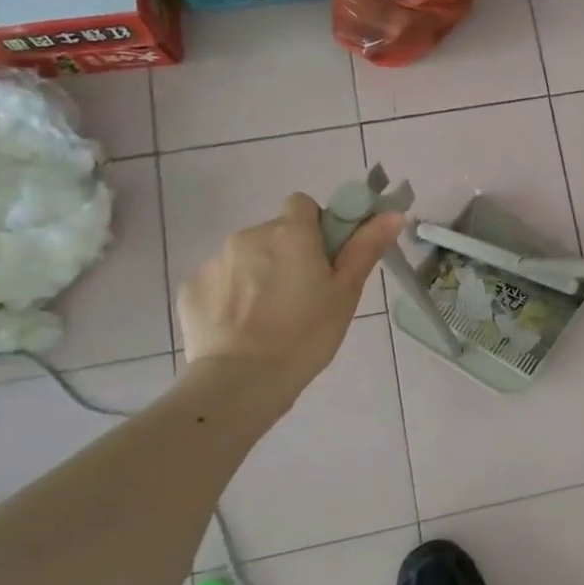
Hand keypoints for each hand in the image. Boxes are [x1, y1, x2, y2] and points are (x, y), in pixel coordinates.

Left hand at [177, 192, 402, 397]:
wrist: (242, 380)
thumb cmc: (306, 334)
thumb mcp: (346, 293)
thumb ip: (365, 248)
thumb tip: (392, 214)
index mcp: (290, 233)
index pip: (302, 204)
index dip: (315, 227)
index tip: (323, 259)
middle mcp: (249, 235)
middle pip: (274, 233)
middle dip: (286, 254)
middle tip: (302, 296)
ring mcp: (215, 261)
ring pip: (245, 257)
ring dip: (258, 274)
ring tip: (269, 317)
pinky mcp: (191, 288)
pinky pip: (219, 281)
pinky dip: (230, 296)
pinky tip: (241, 327)